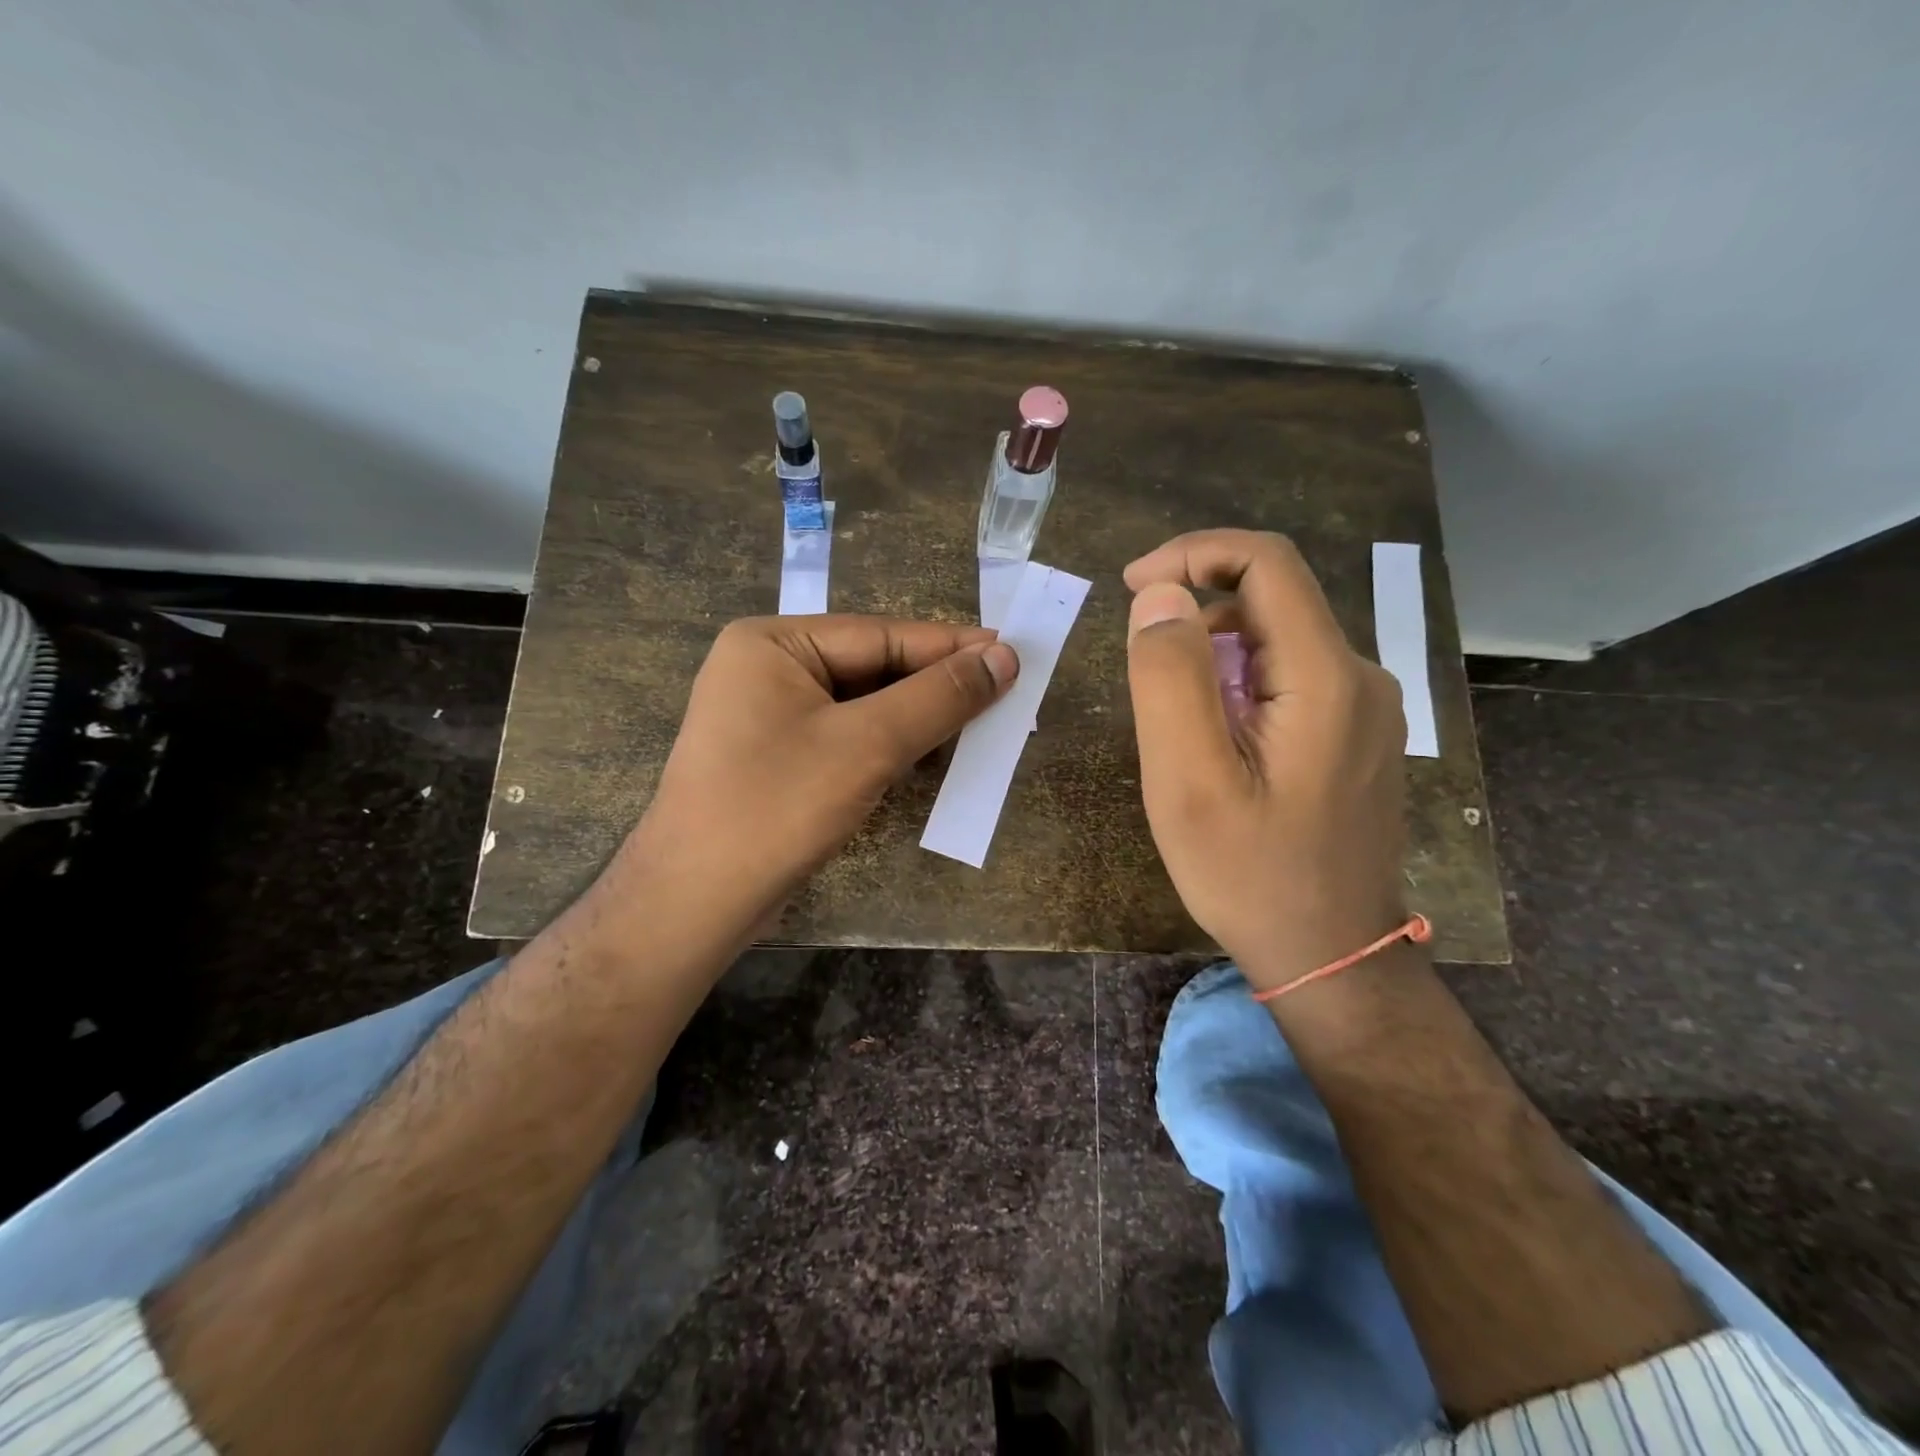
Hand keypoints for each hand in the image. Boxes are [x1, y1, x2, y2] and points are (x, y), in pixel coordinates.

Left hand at [618, 615, 1017, 932]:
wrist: (695, 904)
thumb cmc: (777, 807)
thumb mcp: (867, 745)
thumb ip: (939, 697)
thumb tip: (1005, 656)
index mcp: (773, 643)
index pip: (881, 635)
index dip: (951, 646)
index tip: (1014, 652)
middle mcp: (767, 670)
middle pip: (873, 669)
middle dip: (936, 688)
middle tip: (1005, 696)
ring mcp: (769, 718)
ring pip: (864, 708)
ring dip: (919, 721)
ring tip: (981, 728)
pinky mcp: (779, 761)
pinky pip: (847, 739)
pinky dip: (890, 748)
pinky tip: (931, 761)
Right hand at [1123, 530, 1408, 990]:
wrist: (1328, 954)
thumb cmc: (1249, 873)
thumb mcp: (1188, 780)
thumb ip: (1170, 678)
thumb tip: (1160, 596)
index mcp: (1326, 679)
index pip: (1267, 564)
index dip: (1193, 554)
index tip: (1132, 585)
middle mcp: (1361, 678)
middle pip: (1272, 600)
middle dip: (1196, 611)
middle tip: (1141, 666)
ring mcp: (1366, 709)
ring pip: (1278, 641)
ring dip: (1214, 652)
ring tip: (1174, 719)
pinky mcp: (1356, 736)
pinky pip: (1289, 679)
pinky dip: (1238, 683)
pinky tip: (1215, 741)